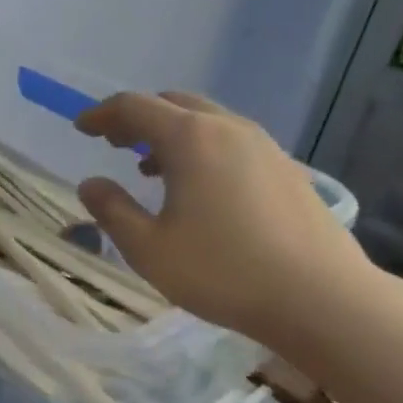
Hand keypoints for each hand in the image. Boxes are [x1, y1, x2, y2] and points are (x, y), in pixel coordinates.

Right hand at [72, 91, 368, 347]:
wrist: (321, 298)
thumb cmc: (224, 272)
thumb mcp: (149, 249)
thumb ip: (112, 211)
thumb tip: (91, 183)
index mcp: (191, 138)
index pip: (135, 107)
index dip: (102, 115)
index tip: (81, 128)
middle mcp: (229, 129)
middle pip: (173, 104)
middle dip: (138, 118)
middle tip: (114, 142)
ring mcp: (264, 146)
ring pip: (207, 122)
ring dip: (171, 134)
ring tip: (151, 167)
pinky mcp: (287, 169)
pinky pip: (232, 142)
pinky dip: (203, 149)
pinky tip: (201, 188)